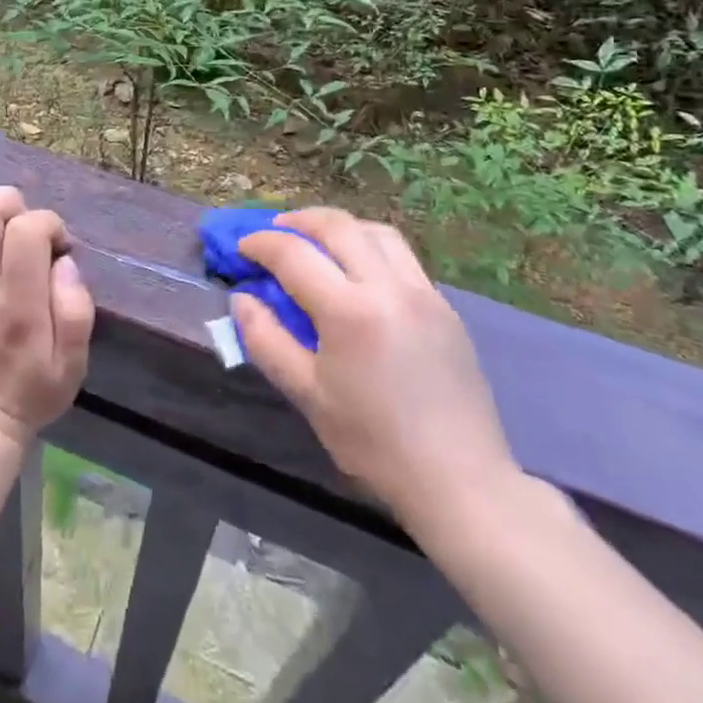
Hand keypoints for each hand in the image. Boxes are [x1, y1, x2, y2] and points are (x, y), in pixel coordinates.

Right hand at [231, 208, 519, 536]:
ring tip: (316, 241)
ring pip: (374, 231)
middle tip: (274, 232)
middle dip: (298, 221)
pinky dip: (370, 246)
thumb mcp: (308, 396)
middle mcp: (388, 287)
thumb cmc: (375, 444)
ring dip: (338, 227)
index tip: (241, 248)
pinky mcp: (444, 305)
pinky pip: (401, 256)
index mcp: (350, 311)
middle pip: (337, 226)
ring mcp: (422, 292)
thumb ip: (266, 340)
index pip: (294, 254)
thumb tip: (242, 298)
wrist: (461, 482)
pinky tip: (358, 272)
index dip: (261, 244)